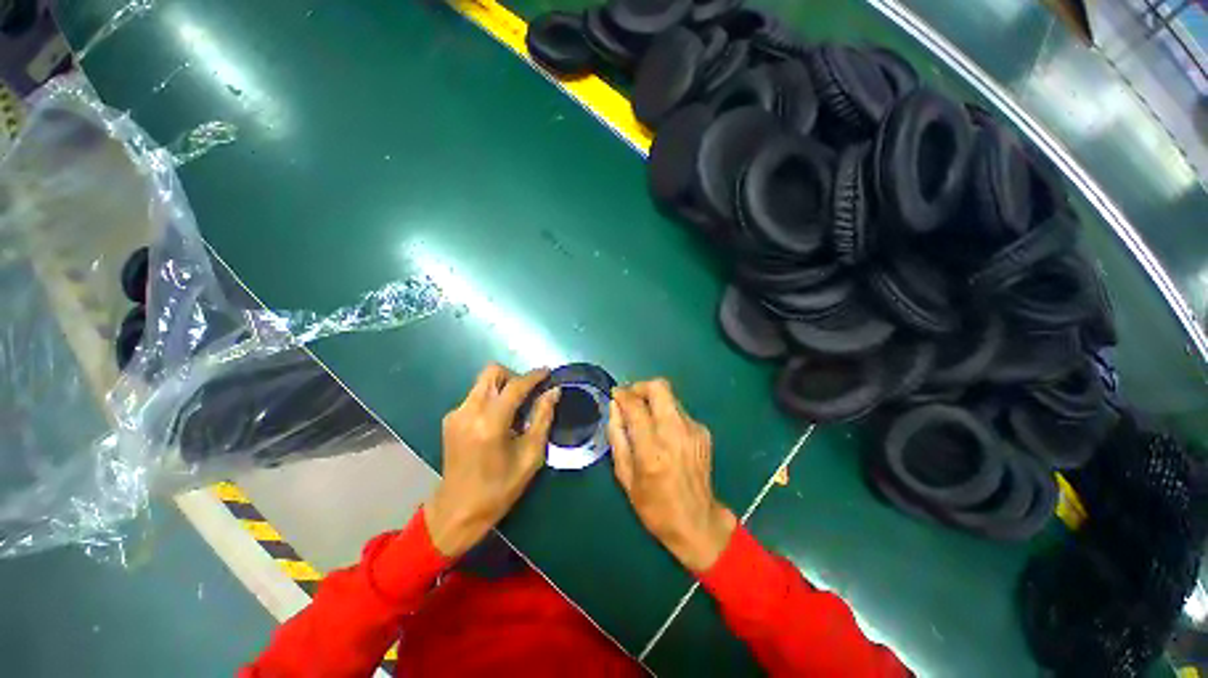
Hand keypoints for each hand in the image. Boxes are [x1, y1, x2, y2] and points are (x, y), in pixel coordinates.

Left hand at [424, 364, 559, 557]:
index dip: (534, 376)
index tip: (548, 372)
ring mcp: (456, 414)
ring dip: (503, 387)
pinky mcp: (450, 419)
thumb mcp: (530, 456)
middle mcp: (469, 411)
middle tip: (530, 393)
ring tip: (517, 410)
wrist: (457, 511)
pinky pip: (476, 396)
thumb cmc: (499, 488)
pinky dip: (492, 398)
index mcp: (490, 423)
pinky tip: (500, 420)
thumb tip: (553, 392)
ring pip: (483, 382)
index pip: (515, 386)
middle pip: (492, 372)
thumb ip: (542, 418)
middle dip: (514, 376)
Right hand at [608, 379, 736, 572]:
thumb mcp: (625, 476)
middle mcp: (675, 433)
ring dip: (653, 400)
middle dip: (640, 387)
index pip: (635, 406)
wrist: (697, 522)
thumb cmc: (654, 506)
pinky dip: (666, 413)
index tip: (615, 394)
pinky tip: (662, 432)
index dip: (623, 395)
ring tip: (644, 417)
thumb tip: (614, 407)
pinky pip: (679, 411)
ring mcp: (693, 430)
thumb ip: (617, 437)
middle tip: (630, 399)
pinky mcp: (703, 432)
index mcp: (652, 450)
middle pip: (659, 387)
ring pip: (670, 396)